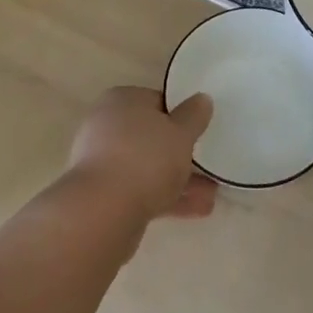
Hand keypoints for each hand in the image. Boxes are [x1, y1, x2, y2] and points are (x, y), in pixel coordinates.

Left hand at [67, 87, 217, 223]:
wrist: (103, 213)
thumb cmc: (145, 158)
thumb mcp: (181, 132)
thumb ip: (194, 116)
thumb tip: (202, 99)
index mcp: (122, 100)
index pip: (157, 101)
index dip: (181, 116)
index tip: (200, 132)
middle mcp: (107, 126)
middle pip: (151, 137)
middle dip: (180, 154)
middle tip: (207, 166)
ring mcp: (101, 162)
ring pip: (147, 167)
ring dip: (177, 179)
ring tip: (211, 196)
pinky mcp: (102, 195)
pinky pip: (140, 190)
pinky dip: (164, 197)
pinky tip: (194, 211)